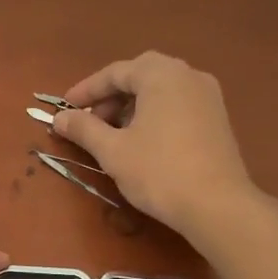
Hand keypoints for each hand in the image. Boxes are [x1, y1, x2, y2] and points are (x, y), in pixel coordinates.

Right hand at [54, 52, 256, 236]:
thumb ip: (83, 128)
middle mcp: (188, 75)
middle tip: (90, 121)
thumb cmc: (158, 171)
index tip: (64, 109)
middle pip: (140, 76)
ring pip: (160, 90)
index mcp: (161, 74)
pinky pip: (177, 104)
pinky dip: (154, 114)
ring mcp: (208, 95)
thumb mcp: (112, 150)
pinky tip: (142, 141)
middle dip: (110, 96)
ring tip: (112, 134)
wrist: (217, 205)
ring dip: (132, 106)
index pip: (115, 73)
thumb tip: (59, 118)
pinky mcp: (218, 118)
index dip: (86, 91)